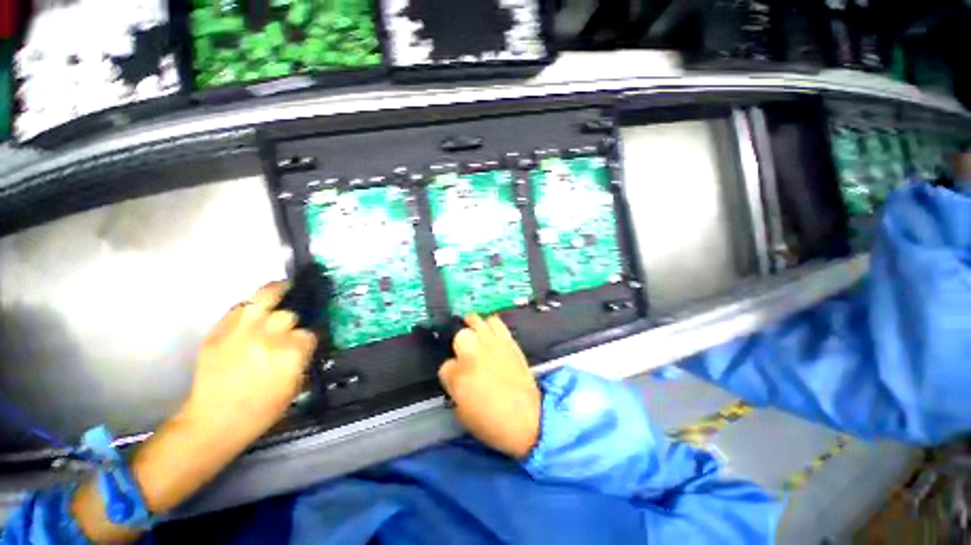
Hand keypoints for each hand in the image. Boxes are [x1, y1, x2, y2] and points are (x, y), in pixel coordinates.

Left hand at [181, 282, 317, 445]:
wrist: (214, 422)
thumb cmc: (262, 410)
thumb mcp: (295, 386)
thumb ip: (303, 359)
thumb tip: (306, 344)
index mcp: (291, 353)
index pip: (309, 333)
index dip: (309, 337)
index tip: (306, 342)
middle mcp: (269, 336)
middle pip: (289, 314)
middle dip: (293, 319)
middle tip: (291, 325)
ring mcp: (242, 331)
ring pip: (264, 296)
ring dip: (277, 291)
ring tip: (285, 287)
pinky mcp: (219, 332)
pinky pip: (239, 308)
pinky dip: (250, 306)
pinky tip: (256, 309)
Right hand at [438, 315, 540, 458]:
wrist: (526, 418)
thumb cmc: (491, 422)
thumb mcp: (462, 413)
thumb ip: (455, 389)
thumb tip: (455, 375)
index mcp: (458, 375)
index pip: (444, 366)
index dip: (450, 373)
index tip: (457, 378)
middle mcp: (472, 354)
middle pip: (460, 336)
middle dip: (460, 345)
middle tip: (465, 354)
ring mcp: (491, 344)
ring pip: (476, 321)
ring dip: (473, 326)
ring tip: (474, 331)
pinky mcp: (507, 341)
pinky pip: (496, 322)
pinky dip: (491, 324)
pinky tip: (489, 330)